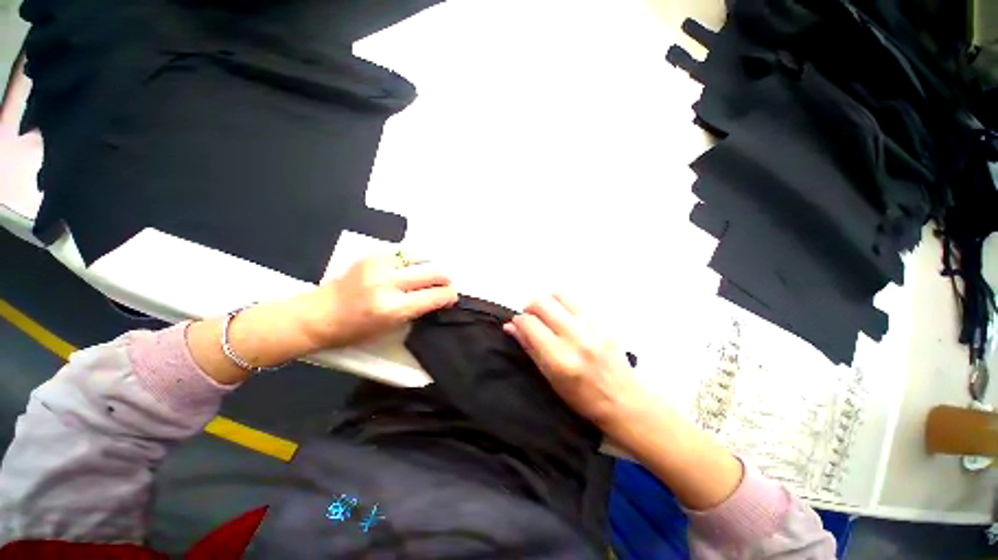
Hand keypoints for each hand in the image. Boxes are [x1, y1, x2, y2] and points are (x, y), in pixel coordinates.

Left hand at [295, 253, 458, 349]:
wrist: (318, 314)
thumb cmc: (354, 330)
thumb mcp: (390, 328)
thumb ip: (417, 310)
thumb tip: (437, 297)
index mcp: (393, 308)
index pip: (434, 296)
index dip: (449, 295)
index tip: (452, 296)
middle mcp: (388, 283)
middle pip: (432, 272)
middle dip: (444, 279)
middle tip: (444, 284)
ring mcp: (379, 266)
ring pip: (420, 258)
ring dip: (429, 267)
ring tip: (427, 275)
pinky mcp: (371, 255)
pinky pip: (403, 253)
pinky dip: (412, 260)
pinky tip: (411, 267)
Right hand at [504, 294, 648, 430]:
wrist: (624, 399)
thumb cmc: (582, 397)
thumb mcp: (550, 378)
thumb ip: (529, 348)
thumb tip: (510, 327)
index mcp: (559, 358)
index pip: (529, 323)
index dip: (519, 321)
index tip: (519, 325)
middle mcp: (575, 337)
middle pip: (541, 303)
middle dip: (531, 308)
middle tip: (533, 319)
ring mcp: (592, 326)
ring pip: (559, 295)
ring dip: (549, 302)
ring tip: (551, 316)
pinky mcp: (604, 320)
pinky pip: (578, 300)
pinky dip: (566, 305)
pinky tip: (568, 318)